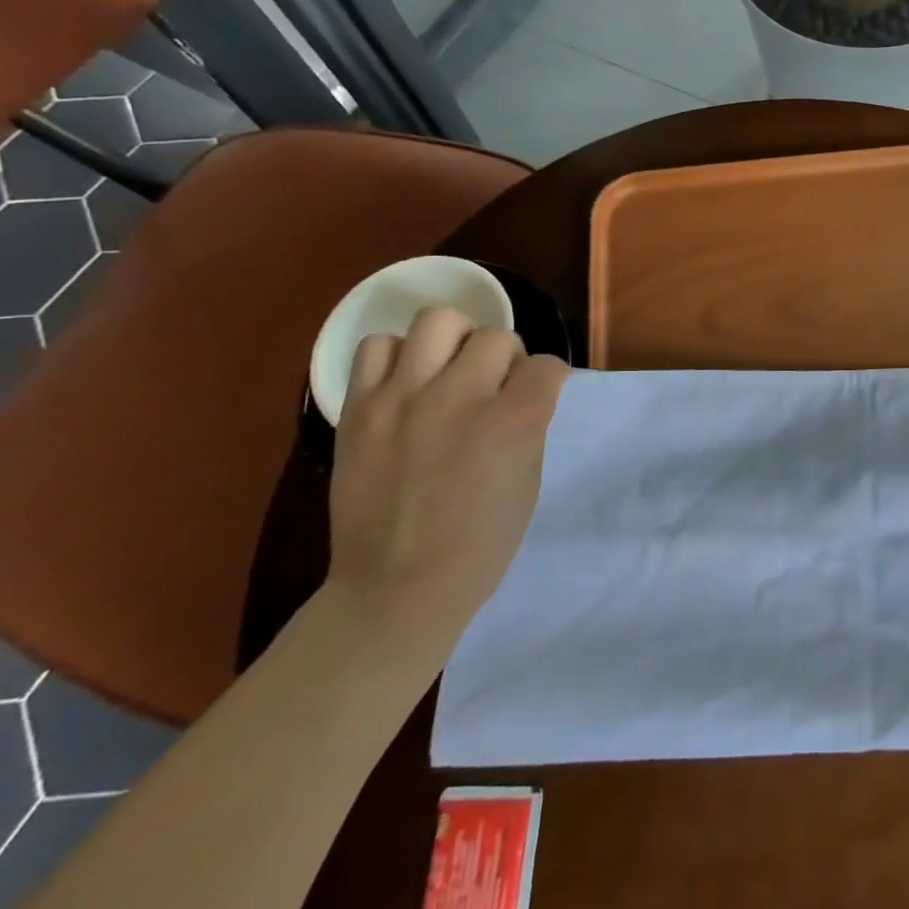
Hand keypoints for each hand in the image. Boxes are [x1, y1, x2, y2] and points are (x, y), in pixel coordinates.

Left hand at [325, 307, 568, 647]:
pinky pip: (378, 347)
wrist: (396, 588)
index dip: (549, 378)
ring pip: (439, 320)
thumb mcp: (528, 481)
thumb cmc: (479, 545)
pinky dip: (398, 357)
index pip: (547, 366)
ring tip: (449, 370)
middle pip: (497, 336)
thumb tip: (522, 392)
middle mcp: (460, 397)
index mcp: (513, 422)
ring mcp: (404, 398)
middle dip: (506, 357)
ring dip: (455, 341)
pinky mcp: (359, 408)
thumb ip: (528, 426)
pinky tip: (406, 384)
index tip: (539, 393)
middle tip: (494, 386)